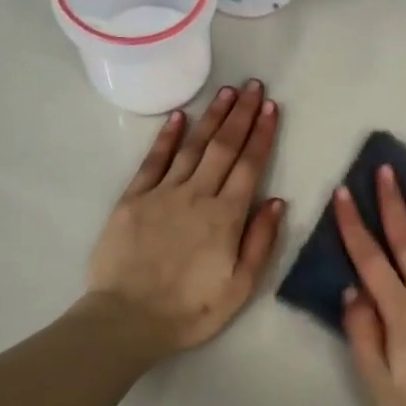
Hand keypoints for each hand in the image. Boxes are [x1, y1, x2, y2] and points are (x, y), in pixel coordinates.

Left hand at [86, 81, 284, 353]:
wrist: (128, 319)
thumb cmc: (191, 309)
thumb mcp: (240, 287)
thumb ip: (261, 241)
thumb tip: (277, 201)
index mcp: (226, 217)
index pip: (249, 166)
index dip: (262, 135)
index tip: (272, 108)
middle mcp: (197, 195)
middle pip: (223, 147)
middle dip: (241, 115)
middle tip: (254, 86)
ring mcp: (162, 194)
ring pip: (192, 146)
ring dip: (211, 117)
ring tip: (226, 92)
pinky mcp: (133, 199)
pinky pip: (153, 161)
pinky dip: (167, 137)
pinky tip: (179, 116)